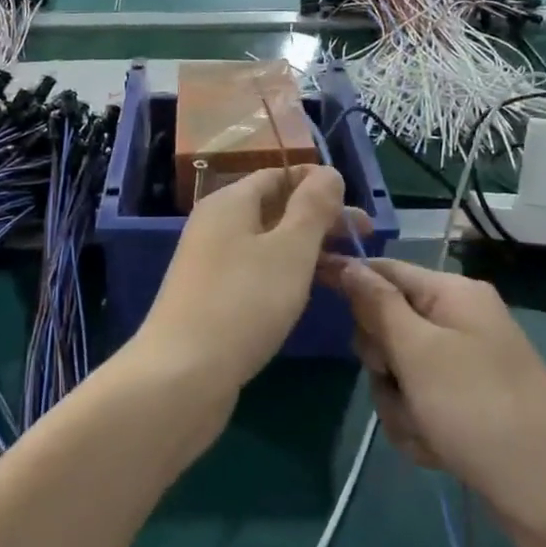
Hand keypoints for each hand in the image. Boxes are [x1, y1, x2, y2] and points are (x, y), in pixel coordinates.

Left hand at [137, 166, 352, 393]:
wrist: (182, 374)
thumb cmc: (244, 302)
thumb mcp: (290, 249)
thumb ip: (313, 207)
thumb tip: (328, 172)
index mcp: (230, 202)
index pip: (279, 174)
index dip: (319, 184)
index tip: (356, 210)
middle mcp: (215, 224)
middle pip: (275, 208)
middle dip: (320, 220)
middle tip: (363, 241)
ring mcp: (210, 262)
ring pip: (267, 243)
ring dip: (306, 249)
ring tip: (345, 271)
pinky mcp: (211, 296)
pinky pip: (255, 271)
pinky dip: (285, 274)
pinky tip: (306, 294)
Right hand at [323, 256, 545, 546]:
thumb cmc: (481, 411)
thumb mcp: (419, 352)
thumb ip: (377, 305)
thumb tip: (346, 263)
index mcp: (453, 294)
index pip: (384, 270)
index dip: (348, 282)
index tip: (310, 292)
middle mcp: (459, 322)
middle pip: (386, 325)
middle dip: (383, 363)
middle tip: (400, 383)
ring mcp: (464, 366)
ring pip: (397, 373)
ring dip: (399, 405)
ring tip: (427, 430)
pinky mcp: (466, 406)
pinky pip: (418, 405)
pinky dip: (419, 427)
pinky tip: (439, 451)